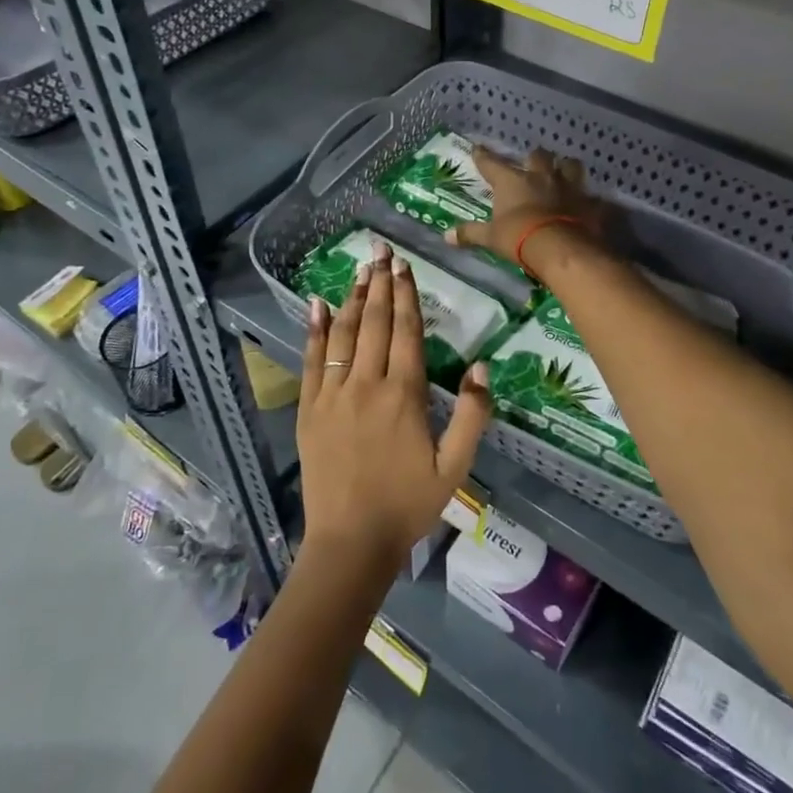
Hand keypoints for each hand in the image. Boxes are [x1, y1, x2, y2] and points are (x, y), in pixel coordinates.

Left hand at [298, 239, 492, 572]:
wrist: (350, 541)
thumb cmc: (408, 504)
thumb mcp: (455, 466)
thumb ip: (472, 415)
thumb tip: (483, 366)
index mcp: (404, 394)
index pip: (406, 330)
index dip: (407, 294)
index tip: (405, 265)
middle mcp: (367, 383)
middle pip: (376, 322)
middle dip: (381, 284)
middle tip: (382, 251)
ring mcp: (333, 393)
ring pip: (345, 333)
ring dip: (354, 298)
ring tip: (360, 270)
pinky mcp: (310, 408)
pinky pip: (312, 359)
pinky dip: (316, 329)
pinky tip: (318, 304)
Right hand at [445, 146, 607, 266]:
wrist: (561, 248)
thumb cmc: (519, 238)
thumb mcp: (491, 238)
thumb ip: (470, 233)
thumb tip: (445, 236)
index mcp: (512, 181)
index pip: (492, 163)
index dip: (483, 156)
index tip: (477, 148)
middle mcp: (540, 177)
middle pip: (538, 156)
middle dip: (534, 157)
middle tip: (532, 162)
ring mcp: (568, 187)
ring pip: (570, 166)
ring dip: (566, 168)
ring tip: (564, 172)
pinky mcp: (589, 203)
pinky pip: (593, 197)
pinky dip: (591, 201)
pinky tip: (590, 205)